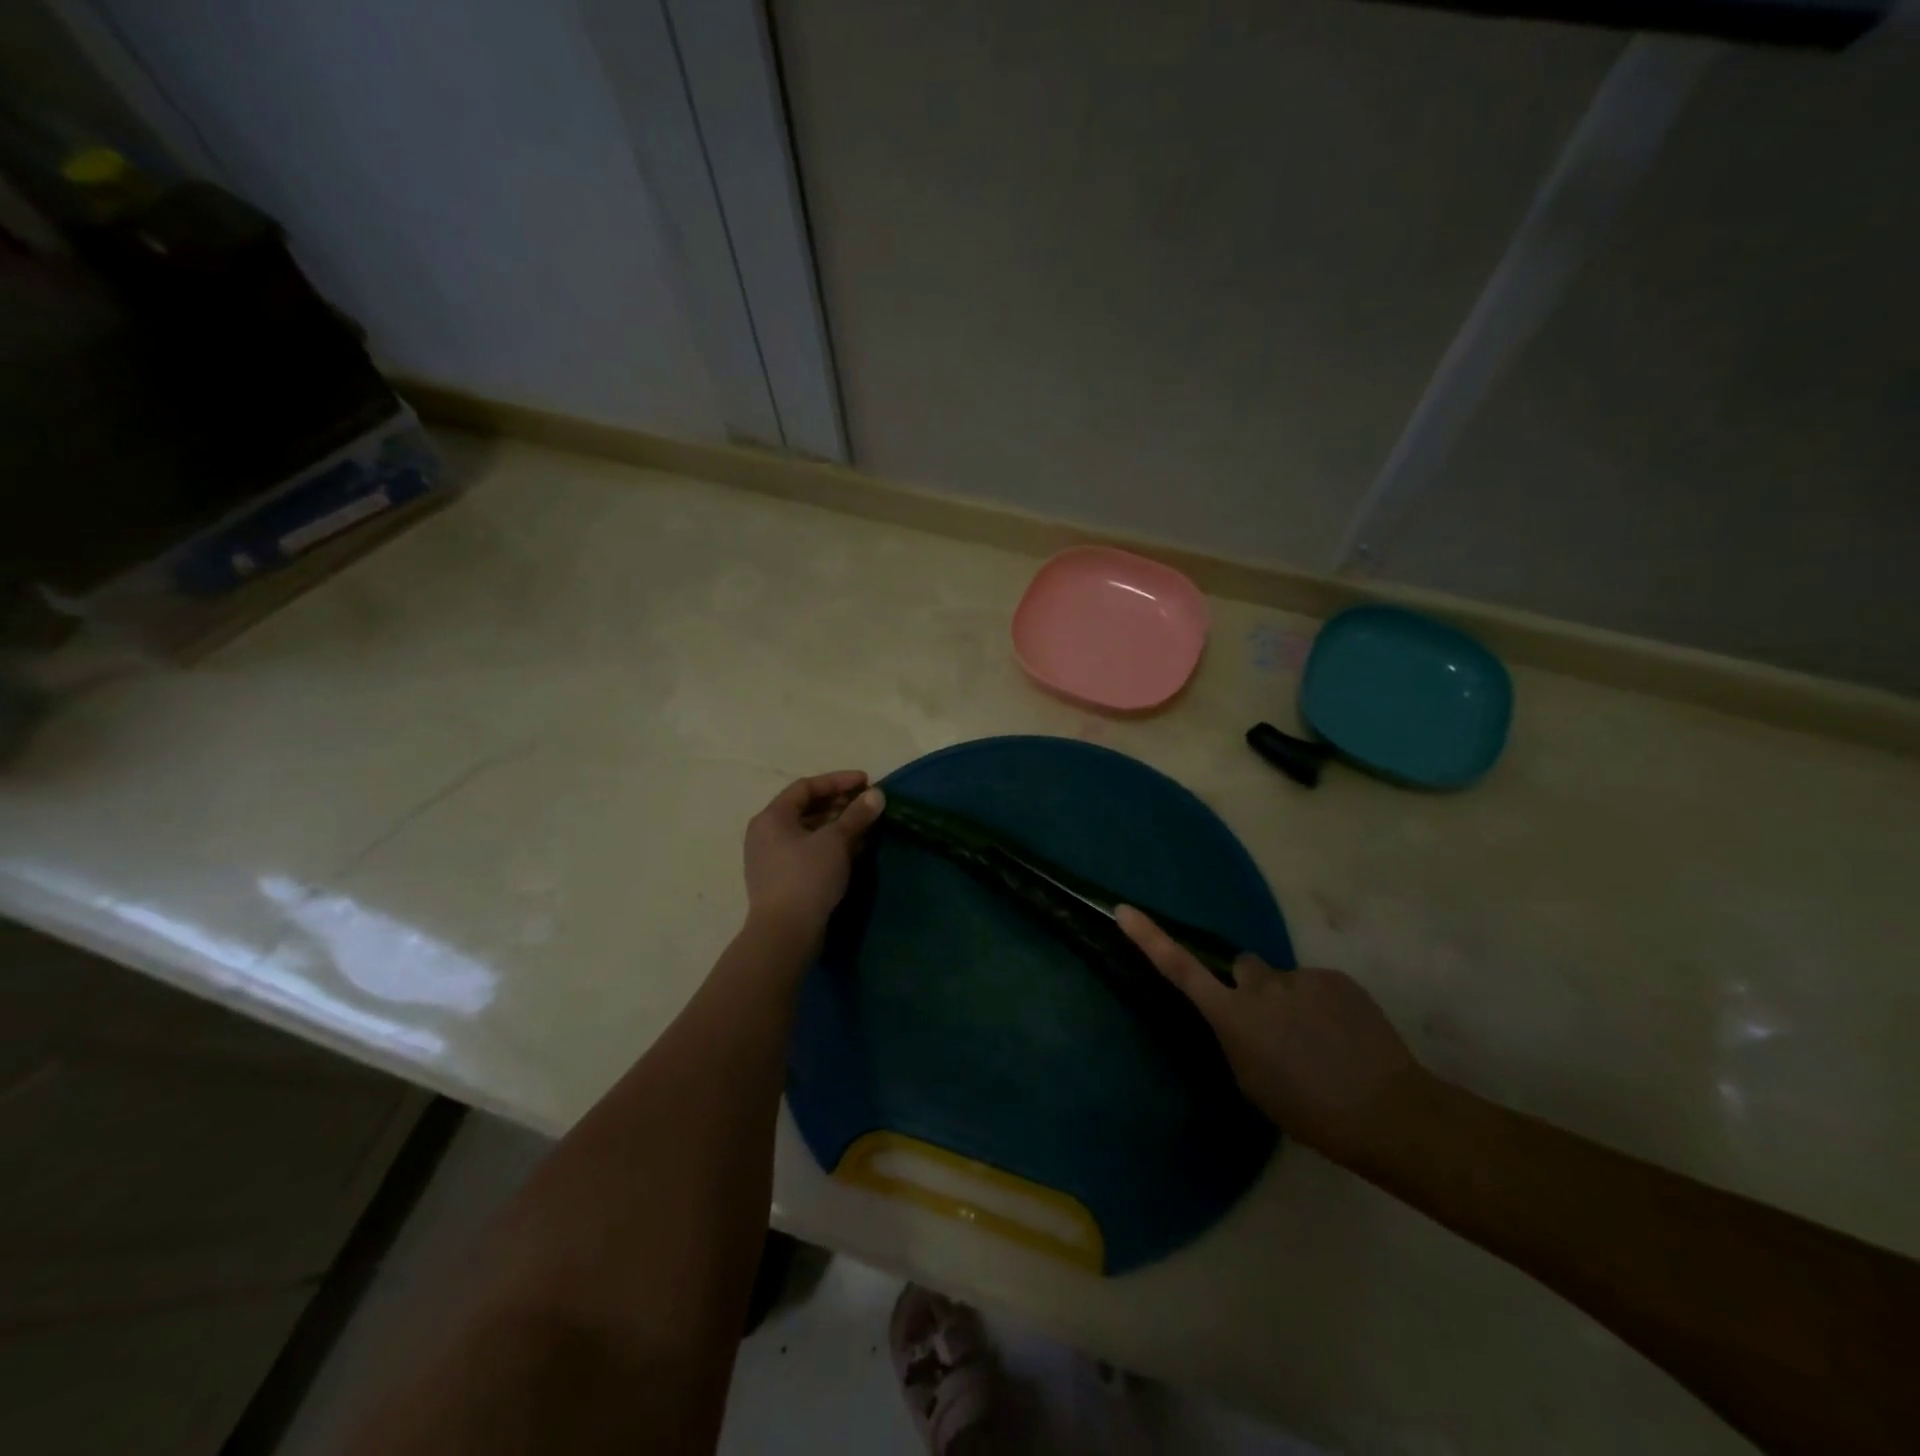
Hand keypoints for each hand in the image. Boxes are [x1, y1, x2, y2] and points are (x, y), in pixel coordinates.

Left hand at [742, 771, 884, 944]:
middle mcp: (766, 834)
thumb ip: (856, 815)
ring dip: (837, 826)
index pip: (806, 787)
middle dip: (839, 804)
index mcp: (772, 817)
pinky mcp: (782, 880)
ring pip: (809, 832)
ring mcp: (772, 859)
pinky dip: (831, 846)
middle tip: (867, 803)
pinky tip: (854, 850)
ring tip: (866, 825)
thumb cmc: (807, 878)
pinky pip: (809, 852)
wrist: (785, 934)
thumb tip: (877, 795)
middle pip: (806, 809)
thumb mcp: (835, 842)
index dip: (837, 781)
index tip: (866, 781)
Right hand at [1116, 905, 1426, 1166]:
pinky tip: (1345, 1038)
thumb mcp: (1253, 1083)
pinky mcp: (1335, 978)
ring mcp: (1300, 978)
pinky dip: (1324, 1005)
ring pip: (1283, 981)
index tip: (1124, 910)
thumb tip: (1239, 1020)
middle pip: (1243, 968)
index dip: (1149, 938)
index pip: (1179, 968)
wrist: (1386, 1110)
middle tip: (1275, 1026)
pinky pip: (1316, 985)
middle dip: (1251, 988)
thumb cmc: (1309, 1111)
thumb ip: (1237, 1040)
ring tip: (1321, 1041)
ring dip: (1291, 1001)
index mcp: (1232, 1016)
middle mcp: (1259, 985)